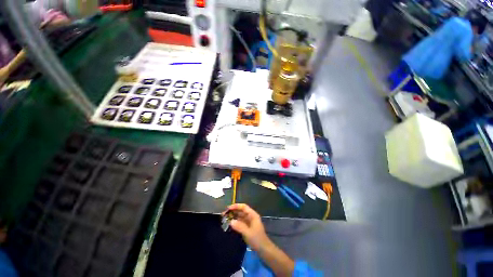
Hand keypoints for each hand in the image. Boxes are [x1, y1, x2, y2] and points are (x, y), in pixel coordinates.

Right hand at [225, 203, 269, 251]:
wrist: (264, 249)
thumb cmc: (257, 239)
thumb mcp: (248, 233)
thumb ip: (239, 226)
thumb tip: (230, 221)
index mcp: (253, 215)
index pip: (244, 207)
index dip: (236, 206)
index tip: (228, 208)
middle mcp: (251, 216)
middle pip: (241, 211)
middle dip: (233, 211)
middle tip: (224, 214)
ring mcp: (249, 222)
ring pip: (240, 216)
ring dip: (233, 216)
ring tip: (225, 218)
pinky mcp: (247, 227)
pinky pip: (240, 222)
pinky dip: (235, 222)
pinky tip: (229, 224)